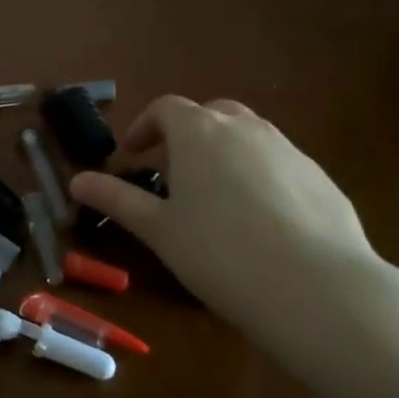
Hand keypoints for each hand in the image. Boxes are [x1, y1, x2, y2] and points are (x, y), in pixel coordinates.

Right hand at [70, 96, 398, 374]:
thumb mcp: (158, 230)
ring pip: (250, 136)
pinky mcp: (322, 179)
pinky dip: (262, 176)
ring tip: (217, 197)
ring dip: (226, 152)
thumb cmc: (219, 253)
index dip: (145, 126)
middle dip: (188, 133)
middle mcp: (245, 128)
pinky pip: (281, 164)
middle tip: (175, 171)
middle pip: (211, 113)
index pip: (166, 108)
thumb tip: (76, 181)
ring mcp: (289, 150)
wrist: (318, 289)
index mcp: (200, 132)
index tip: (133, 154)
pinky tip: (262, 222)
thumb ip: (116, 200)